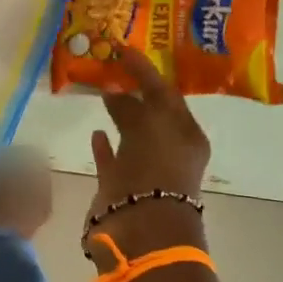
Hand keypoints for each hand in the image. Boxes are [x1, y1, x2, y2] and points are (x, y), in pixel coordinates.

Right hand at [88, 45, 211, 259]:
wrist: (141, 231)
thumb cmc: (153, 172)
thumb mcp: (147, 128)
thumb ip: (130, 106)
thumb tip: (114, 90)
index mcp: (187, 134)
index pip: (166, 93)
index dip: (146, 71)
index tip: (123, 49)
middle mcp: (170, 150)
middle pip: (152, 113)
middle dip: (136, 92)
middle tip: (113, 67)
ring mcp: (146, 169)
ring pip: (132, 135)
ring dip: (120, 116)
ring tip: (102, 93)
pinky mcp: (122, 188)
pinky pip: (114, 159)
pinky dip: (106, 145)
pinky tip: (95, 131)